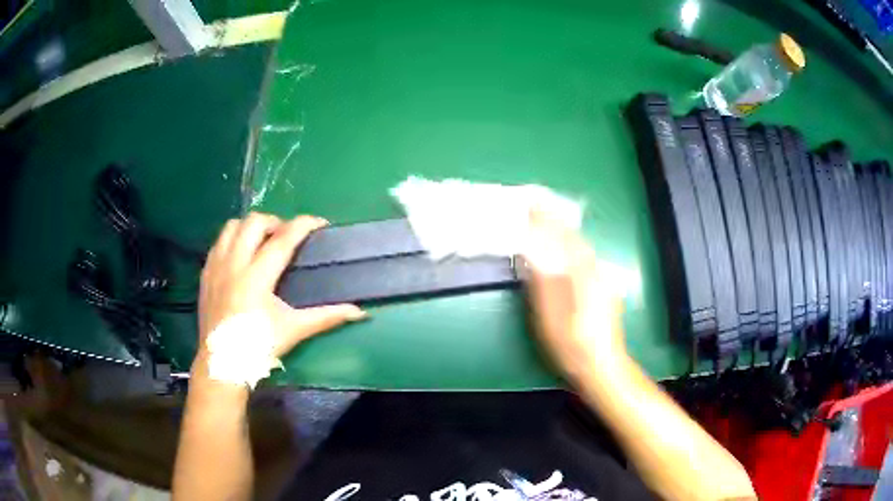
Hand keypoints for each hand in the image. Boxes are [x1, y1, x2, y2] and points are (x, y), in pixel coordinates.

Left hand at [195, 213, 366, 368]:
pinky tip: (241, 256)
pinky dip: (232, 240)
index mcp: (257, 277)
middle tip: (286, 236)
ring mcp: (216, 266)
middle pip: (254, 222)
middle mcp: (234, 264)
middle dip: (275, 222)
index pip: (283, 239)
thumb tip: (360, 312)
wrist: (223, 363)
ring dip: (250, 227)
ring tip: (261, 242)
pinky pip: (218, 242)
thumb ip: (327, 317)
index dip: (303, 225)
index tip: (319, 223)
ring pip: (232, 226)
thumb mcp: (294, 330)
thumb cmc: (259, 347)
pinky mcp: (206, 273)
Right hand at [522, 210, 626, 380]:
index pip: (559, 235)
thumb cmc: (571, 343)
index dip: (544, 217)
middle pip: (572, 236)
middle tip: (536, 204)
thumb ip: (542, 279)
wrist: (601, 365)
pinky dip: (572, 246)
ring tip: (547, 220)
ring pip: (580, 246)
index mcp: (580, 272)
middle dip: (554, 218)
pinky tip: (566, 249)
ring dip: (563, 230)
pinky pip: (585, 257)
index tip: (530, 199)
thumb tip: (532, 247)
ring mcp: (601, 278)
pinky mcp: (604, 288)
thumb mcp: (549, 314)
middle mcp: (594, 268)